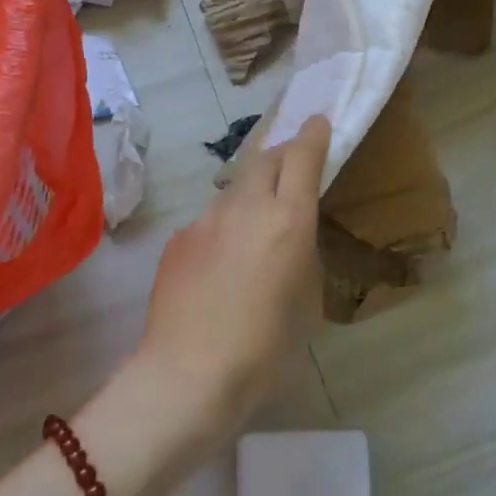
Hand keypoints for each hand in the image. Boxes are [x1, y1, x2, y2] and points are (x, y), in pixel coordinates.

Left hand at [137, 114, 329, 438]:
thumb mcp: (307, 303)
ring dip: (249, 197)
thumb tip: (290, 244)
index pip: (302, 156)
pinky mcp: (178, 239)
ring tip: (253, 233)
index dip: (312, 134)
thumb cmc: (265, 348)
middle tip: (292, 168)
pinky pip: (208, 223)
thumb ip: (302, 258)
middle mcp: (246, 207)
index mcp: (288, 219)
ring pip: (233, 191)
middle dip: (282, 155)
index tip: (317, 121)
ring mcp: (205, 220)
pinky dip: (222, 231)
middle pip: (264, 158)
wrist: (188, 374)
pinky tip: (220, 269)